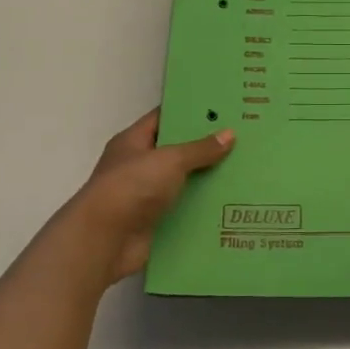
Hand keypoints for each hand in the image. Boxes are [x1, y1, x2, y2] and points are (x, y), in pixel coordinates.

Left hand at [49, 109, 234, 291]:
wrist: (104, 240)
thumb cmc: (132, 187)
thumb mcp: (169, 160)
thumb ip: (200, 149)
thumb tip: (230, 134)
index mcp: (133, 142)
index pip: (163, 118)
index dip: (189, 112)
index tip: (221, 108)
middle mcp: (139, 166)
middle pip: (177, 152)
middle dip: (206, 148)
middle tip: (241, 139)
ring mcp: (146, 196)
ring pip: (184, 183)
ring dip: (208, 181)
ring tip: (244, 171)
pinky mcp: (155, 223)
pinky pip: (184, 211)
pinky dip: (203, 210)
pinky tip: (232, 204)